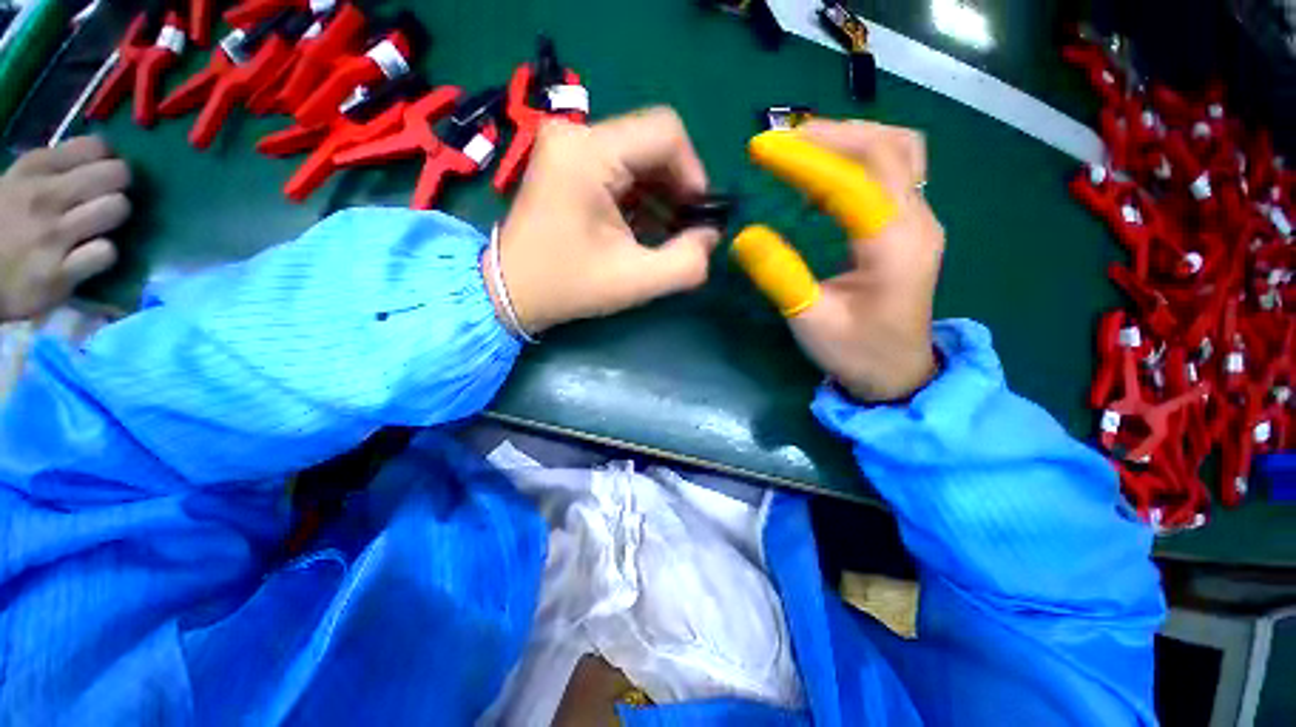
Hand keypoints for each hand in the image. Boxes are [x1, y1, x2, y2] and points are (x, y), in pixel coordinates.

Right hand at [0, 137, 130, 321]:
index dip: (108, 159)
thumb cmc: (1, 227)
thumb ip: (54, 171)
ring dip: (115, 219)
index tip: (102, 170)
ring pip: (116, 208)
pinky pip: (106, 253)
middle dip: (120, 186)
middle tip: (108, 199)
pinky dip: (105, 255)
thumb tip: (99, 160)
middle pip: (115, 175)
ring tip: (99, 227)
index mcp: (32, 169)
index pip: (94, 147)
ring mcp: (52, 235)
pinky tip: (90, 258)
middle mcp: (44, 196)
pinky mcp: (60, 274)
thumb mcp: (16, 185)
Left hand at [488, 107, 720, 334]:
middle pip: (653, 143)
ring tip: (665, 234)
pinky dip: (640, 197)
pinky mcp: (567, 162)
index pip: (666, 131)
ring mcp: (568, 146)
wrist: (509, 291)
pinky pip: (620, 167)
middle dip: (678, 187)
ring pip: (639, 156)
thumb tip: (710, 236)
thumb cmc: (567, 286)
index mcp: (589, 153)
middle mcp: (576, 134)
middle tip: (685, 230)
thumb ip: (686, 263)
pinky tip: (643, 229)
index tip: (697, 217)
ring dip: (661, 194)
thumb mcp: (635, 282)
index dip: (694, 173)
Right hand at [745, 120, 942, 401]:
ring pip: (898, 151)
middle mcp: (917, 221)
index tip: (761, 149)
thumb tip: (745, 236)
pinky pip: (894, 171)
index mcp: (892, 246)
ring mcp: (921, 220)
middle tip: (780, 142)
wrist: (899, 374)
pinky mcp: (913, 226)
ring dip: (850, 140)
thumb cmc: (856, 352)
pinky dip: (860, 159)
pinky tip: (826, 179)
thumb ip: (780, 276)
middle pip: (885, 147)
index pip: (852, 179)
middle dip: (829, 135)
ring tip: (803, 151)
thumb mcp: (810, 321)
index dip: (805, 158)